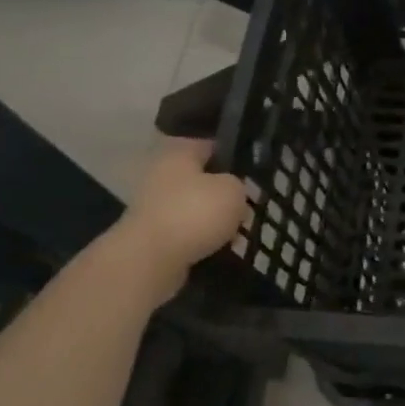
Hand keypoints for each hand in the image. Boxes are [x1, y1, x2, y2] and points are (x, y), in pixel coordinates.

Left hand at [110, 138, 247, 277]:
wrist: (149, 261)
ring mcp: (154, 206)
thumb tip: (232, 192)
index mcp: (180, 152)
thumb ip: (239, 185)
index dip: (236, 154)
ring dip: (215, 218)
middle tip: (251, 203)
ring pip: (196, 206)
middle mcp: (162, 173)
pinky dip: (203, 239)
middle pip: (203, 178)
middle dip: (225, 191)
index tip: (256, 169)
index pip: (212, 144)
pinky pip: (187, 232)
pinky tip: (223, 248)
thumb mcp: (234, 190)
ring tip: (240, 230)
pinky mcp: (152, 236)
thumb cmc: (194, 213)